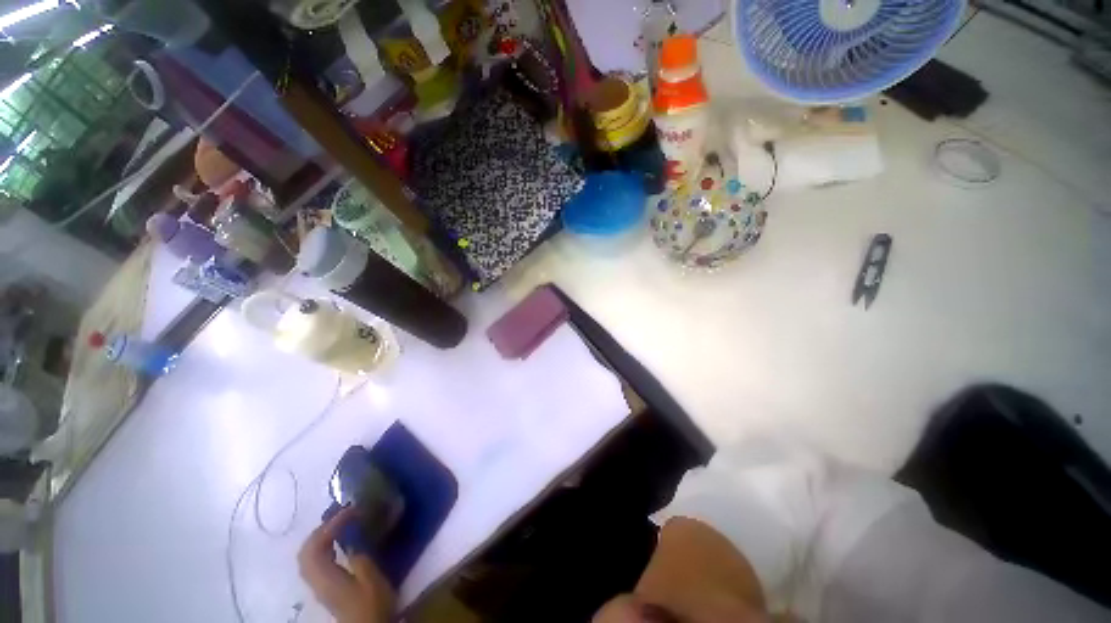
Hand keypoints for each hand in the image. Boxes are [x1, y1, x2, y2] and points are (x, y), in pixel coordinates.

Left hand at [299, 506, 395, 622]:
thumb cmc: (371, 604)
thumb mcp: (371, 579)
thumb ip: (360, 555)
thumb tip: (353, 535)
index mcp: (325, 577)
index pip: (316, 545)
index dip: (330, 524)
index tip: (352, 510)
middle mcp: (315, 579)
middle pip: (306, 550)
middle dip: (322, 528)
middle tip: (343, 514)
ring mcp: (318, 584)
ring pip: (308, 555)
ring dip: (321, 536)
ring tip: (341, 523)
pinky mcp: (324, 587)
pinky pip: (315, 560)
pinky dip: (324, 545)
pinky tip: (339, 541)